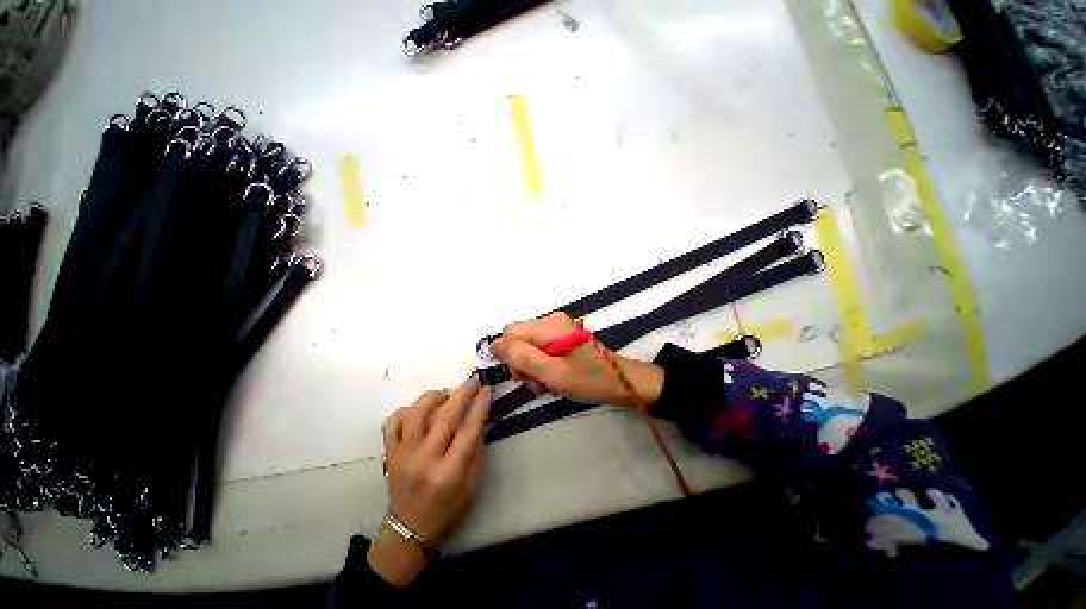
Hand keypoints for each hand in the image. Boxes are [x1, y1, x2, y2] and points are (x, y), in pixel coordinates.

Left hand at [368, 378, 491, 585]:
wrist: (408, 531)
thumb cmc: (447, 511)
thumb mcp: (471, 486)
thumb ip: (477, 451)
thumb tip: (483, 419)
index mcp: (449, 473)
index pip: (469, 431)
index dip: (480, 406)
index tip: (487, 389)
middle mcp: (424, 461)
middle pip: (445, 417)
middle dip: (462, 394)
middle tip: (472, 381)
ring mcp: (403, 455)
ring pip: (416, 414)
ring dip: (434, 397)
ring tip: (446, 394)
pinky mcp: (389, 453)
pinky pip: (393, 422)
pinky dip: (407, 410)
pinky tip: (420, 410)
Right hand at [490, 312, 664, 407]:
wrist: (620, 381)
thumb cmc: (588, 379)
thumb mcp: (552, 373)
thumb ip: (521, 357)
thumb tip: (493, 344)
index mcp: (549, 326)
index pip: (509, 333)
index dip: (511, 356)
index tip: (526, 376)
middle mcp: (551, 320)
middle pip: (518, 338)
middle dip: (523, 363)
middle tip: (539, 382)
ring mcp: (557, 326)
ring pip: (528, 345)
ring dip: (533, 366)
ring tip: (549, 382)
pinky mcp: (562, 335)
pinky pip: (540, 347)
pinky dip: (543, 363)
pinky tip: (555, 376)